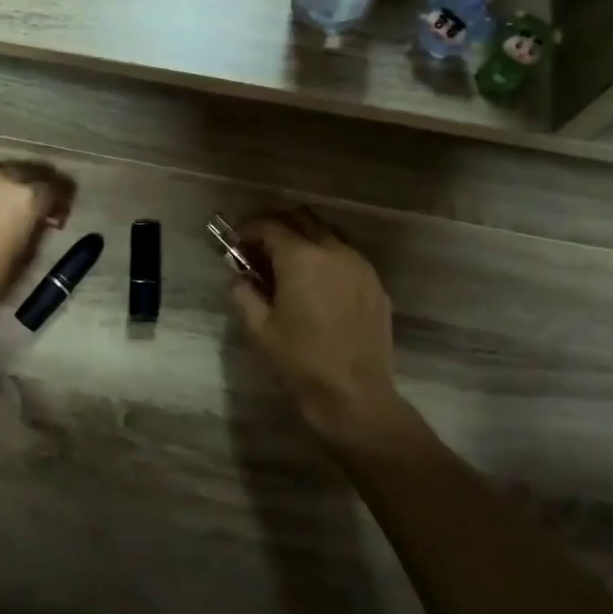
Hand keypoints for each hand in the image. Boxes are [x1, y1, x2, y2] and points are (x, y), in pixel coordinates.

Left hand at [0, 162, 73, 333]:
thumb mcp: (24, 260)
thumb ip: (36, 230)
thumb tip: (40, 219)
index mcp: (25, 196)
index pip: (55, 187)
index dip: (61, 202)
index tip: (58, 217)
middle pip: (27, 171)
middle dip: (36, 187)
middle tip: (35, 208)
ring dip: (7, 186)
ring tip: (3, 209)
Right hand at [229, 208, 408, 446]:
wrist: (354, 395)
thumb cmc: (301, 360)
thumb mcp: (259, 328)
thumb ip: (243, 293)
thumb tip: (239, 277)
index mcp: (302, 258)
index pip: (270, 225)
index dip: (249, 228)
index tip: (237, 241)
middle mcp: (334, 251)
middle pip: (302, 218)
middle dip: (278, 226)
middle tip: (260, 247)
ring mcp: (360, 265)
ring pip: (328, 234)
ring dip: (304, 239)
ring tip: (289, 265)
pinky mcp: (376, 284)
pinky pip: (347, 257)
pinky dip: (327, 258)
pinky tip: (317, 285)